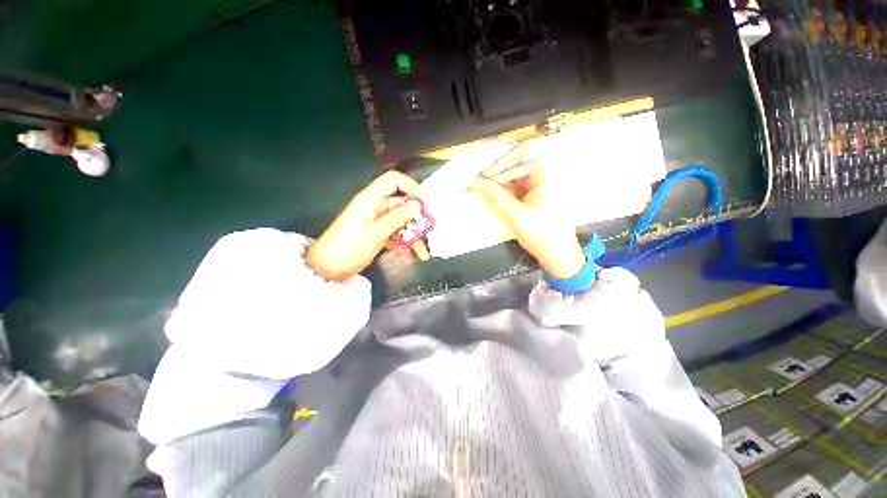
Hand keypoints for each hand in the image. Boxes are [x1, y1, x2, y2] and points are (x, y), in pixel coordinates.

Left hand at [306, 171, 420, 280]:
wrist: (327, 269)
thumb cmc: (348, 248)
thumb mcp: (375, 233)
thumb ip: (398, 217)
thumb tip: (418, 205)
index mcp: (371, 199)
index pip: (394, 180)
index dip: (411, 187)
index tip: (425, 204)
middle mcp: (376, 206)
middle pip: (402, 203)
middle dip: (418, 215)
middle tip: (432, 229)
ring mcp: (377, 221)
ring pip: (401, 221)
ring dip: (414, 233)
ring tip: (423, 249)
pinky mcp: (378, 234)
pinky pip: (396, 233)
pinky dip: (405, 242)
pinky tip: (413, 254)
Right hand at [471, 143, 585, 278]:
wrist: (557, 255)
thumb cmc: (542, 233)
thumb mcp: (516, 214)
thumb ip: (495, 195)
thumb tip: (477, 182)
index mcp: (545, 175)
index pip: (521, 154)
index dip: (501, 161)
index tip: (484, 173)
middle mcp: (543, 177)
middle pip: (517, 165)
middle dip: (497, 173)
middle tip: (479, 182)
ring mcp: (538, 188)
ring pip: (514, 178)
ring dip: (499, 183)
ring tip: (482, 189)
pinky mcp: (533, 199)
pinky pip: (516, 190)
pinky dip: (504, 192)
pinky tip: (492, 196)